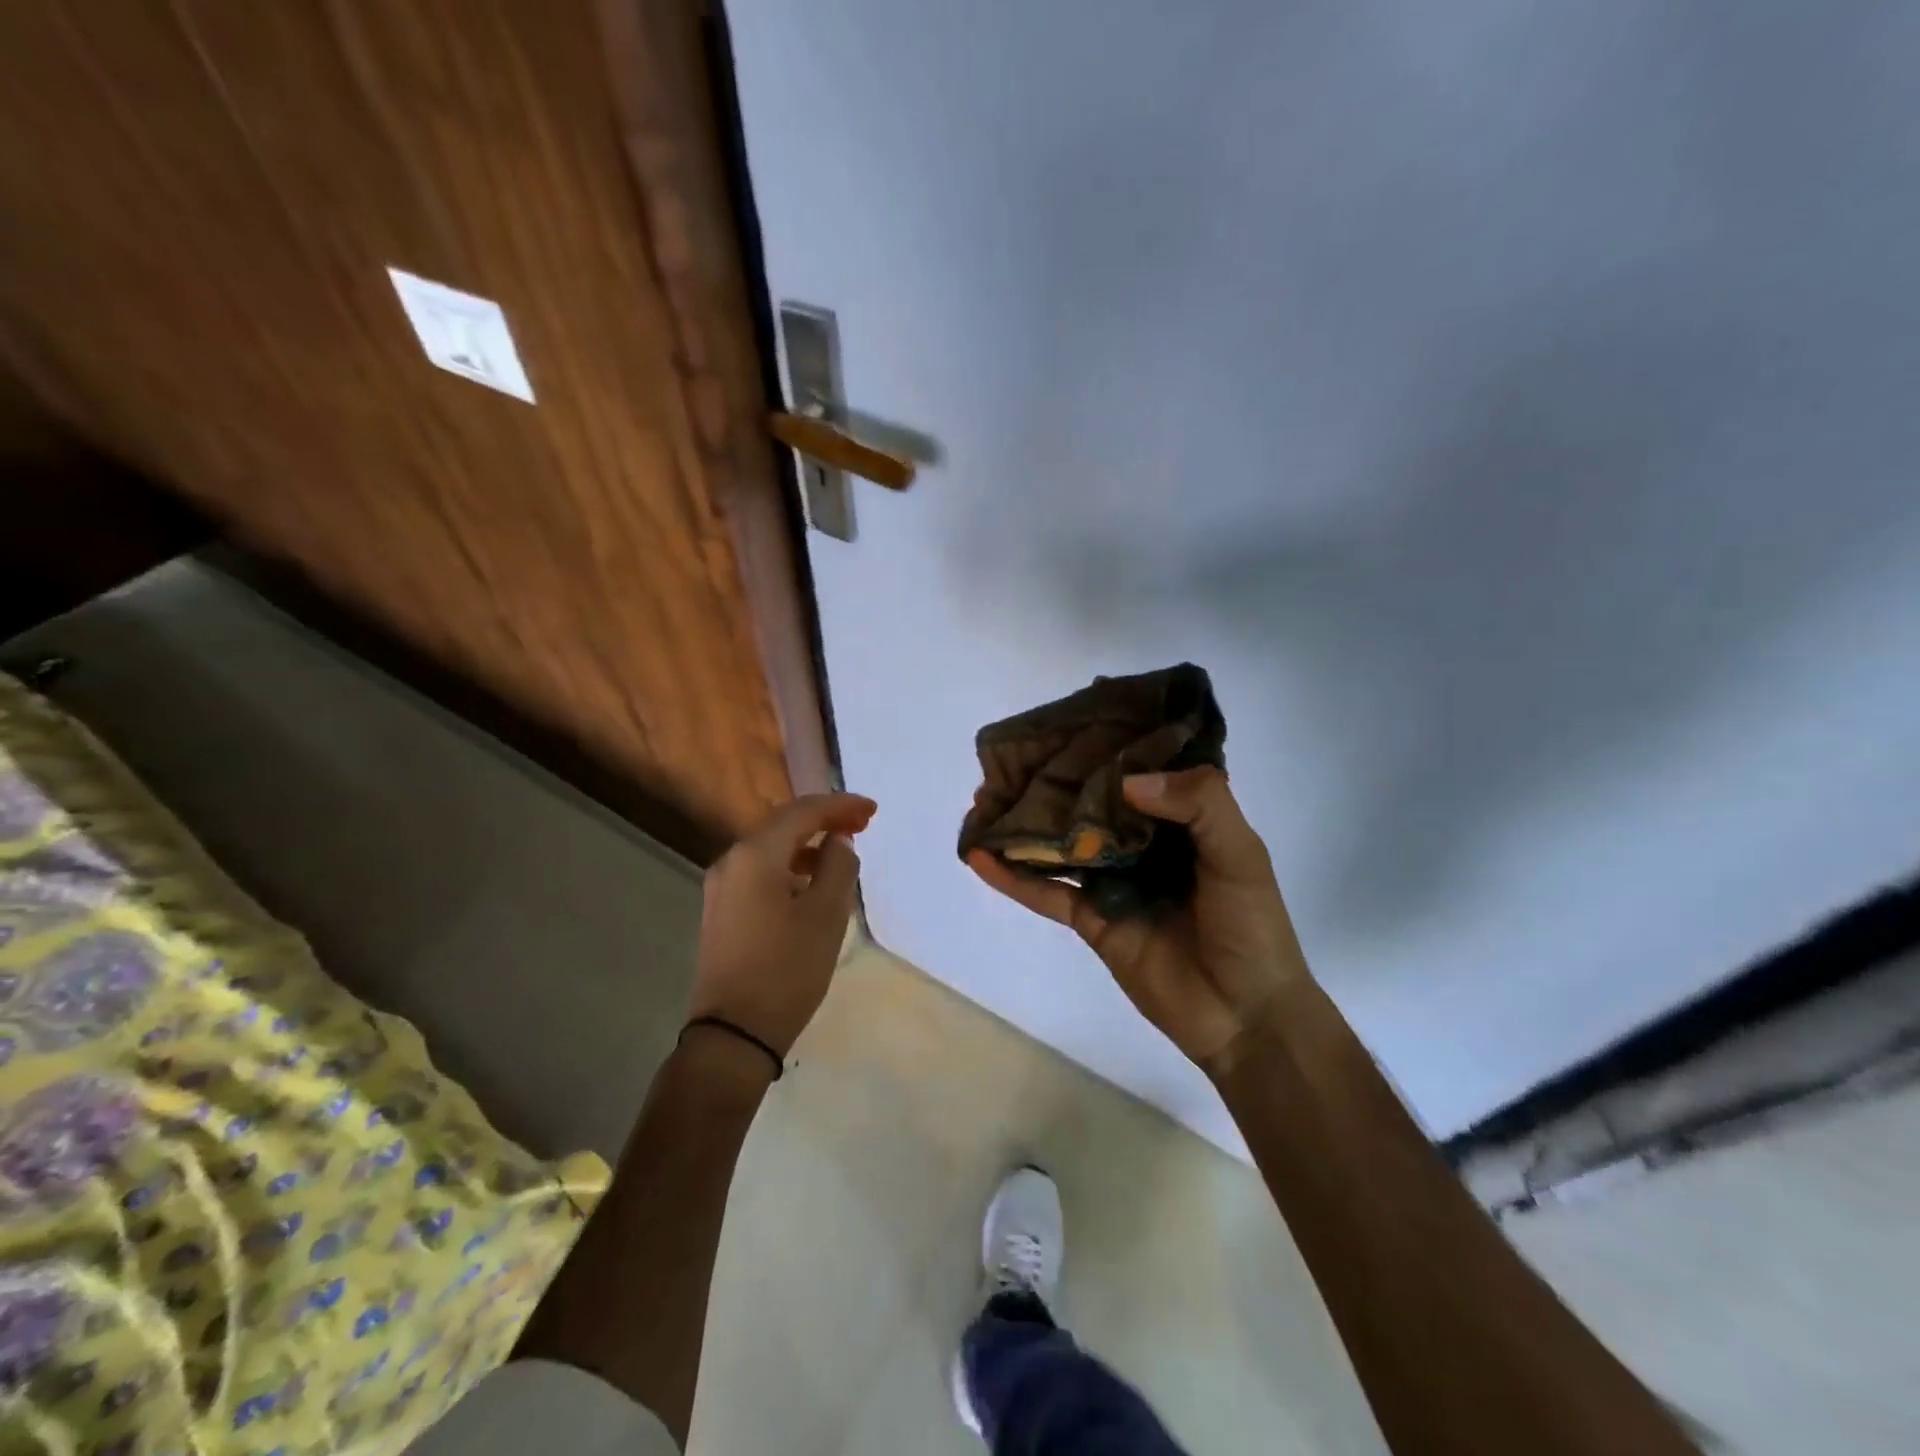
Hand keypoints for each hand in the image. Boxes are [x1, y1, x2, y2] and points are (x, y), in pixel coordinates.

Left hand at [691, 792, 875, 1057]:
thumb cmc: (786, 970)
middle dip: (824, 819)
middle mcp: (731, 861)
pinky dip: (790, 866)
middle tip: (862, 823)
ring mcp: (722, 886)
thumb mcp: (826, 916)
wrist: (733, 1034)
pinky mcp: (722, 910)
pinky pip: (761, 871)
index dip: (840, 805)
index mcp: (755, 855)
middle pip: (783, 824)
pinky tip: (811, 881)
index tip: (873, 811)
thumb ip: (838, 867)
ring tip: (842, 852)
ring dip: (807, 843)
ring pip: (771, 848)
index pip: (803, 813)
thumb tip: (838, 842)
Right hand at [968, 766, 1307, 1075]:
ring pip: (1061, 843)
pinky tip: (979, 856)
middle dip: (1054, 780)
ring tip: (982, 800)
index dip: (1107, 744)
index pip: (1139, 769)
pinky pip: (1046, 892)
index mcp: (1182, 818)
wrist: (1244, 1016)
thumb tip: (1126, 782)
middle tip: (1010, 755)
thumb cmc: (1251, 927)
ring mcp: (1112, 880)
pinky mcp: (1091, 918)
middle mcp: (1143, 841)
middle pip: (1090, 802)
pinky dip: (1012, 877)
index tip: (1069, 717)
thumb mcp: (1241, 854)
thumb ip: (1200, 804)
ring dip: (1024, 824)